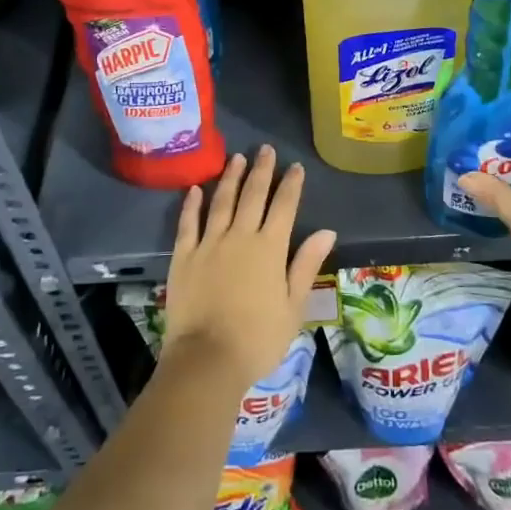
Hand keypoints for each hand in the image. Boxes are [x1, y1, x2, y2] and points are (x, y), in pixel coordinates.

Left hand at [162, 146, 336, 393]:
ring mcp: (209, 243)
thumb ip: (306, 264)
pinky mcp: (184, 256)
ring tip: (236, 158)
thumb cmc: (257, 339)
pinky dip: (191, 204)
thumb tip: (327, 231)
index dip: (291, 184)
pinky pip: (187, 223)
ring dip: (230, 178)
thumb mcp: (293, 306)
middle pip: (252, 195)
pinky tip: (195, 189)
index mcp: (269, 248)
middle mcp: (240, 236)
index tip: (295, 166)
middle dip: (261, 170)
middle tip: (265, 149)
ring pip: (221, 202)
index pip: (284, 206)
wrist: (207, 359)